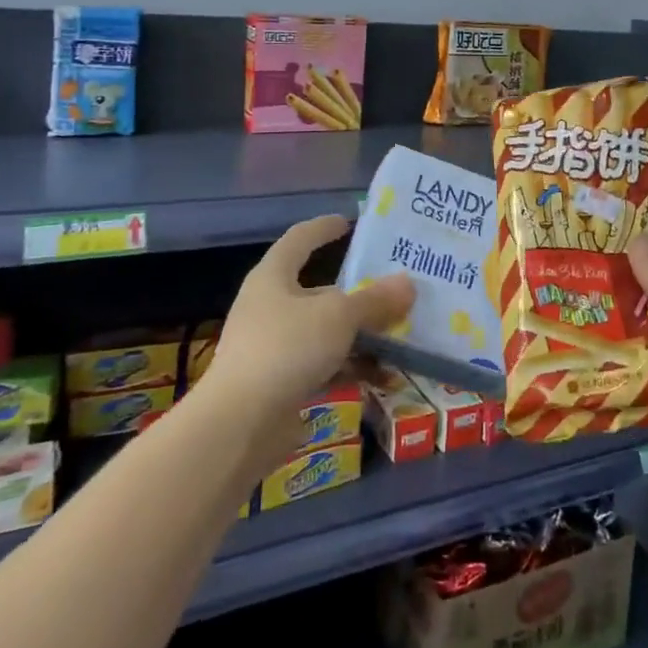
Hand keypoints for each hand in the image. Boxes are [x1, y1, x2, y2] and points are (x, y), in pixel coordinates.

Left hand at [201, 215, 413, 461]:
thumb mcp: (339, 317)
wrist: (238, 425)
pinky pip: (325, 367)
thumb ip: (375, 300)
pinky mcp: (282, 384)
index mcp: (274, 278)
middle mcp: (271, 307)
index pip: (299, 239)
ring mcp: (275, 347)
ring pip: (327, 332)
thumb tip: (409, 283)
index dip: (323, 228)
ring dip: (362, 336)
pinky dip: (352, 369)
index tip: (349, 221)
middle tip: (397, 291)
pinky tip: (385, 379)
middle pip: (321, 292)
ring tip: (402, 338)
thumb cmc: (285, 349)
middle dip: (360, 294)